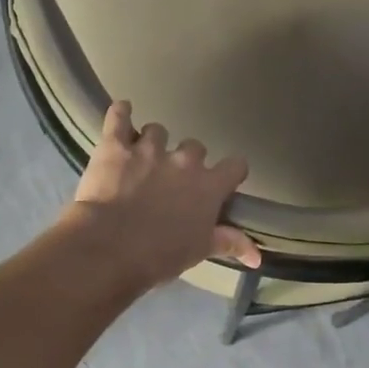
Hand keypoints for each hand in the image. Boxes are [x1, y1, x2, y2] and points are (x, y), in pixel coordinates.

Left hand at [62, 101, 261, 287]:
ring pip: (156, 131)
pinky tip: (122, 111)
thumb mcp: (199, 251)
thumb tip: (257, 256)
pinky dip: (120, 113)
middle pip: (194, 147)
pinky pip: (119, 117)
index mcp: (209, 186)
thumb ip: (229, 243)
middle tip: (171, 180)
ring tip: (140, 159)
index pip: (235, 165)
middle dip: (185, 160)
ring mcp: (148, 149)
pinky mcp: (115, 146)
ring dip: (152, 143)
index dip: (230, 171)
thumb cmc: (160, 255)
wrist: (110, 248)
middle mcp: (184, 161)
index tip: (224, 179)